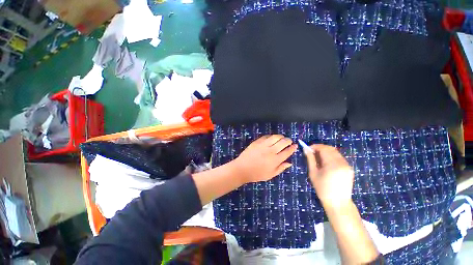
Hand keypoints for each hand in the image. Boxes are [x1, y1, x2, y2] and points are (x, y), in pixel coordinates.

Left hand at [231, 135, 296, 183]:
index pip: (287, 152)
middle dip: (288, 140)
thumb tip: (290, 163)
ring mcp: (263, 145)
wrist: (242, 168)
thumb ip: (281, 168)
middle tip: (289, 141)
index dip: (292, 148)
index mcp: (275, 160)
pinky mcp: (257, 142)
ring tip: (282, 138)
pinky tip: (272, 138)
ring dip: (281, 136)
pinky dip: (271, 136)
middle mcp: (271, 151)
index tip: (295, 146)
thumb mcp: (270, 175)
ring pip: (275, 137)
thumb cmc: (257, 174)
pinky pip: (266, 136)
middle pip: (283, 142)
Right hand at [304, 144, 353, 208]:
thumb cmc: (322, 189)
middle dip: (320, 148)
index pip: (324, 149)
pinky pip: (339, 157)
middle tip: (312, 152)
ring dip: (326, 152)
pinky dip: (331, 156)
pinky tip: (326, 163)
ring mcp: (347, 165)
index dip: (315, 146)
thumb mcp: (313, 173)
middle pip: (330, 149)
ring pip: (335, 152)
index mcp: (332, 165)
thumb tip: (306, 149)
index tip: (308, 148)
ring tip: (318, 158)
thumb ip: (310, 159)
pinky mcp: (349, 168)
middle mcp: (342, 163)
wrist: (338, 202)